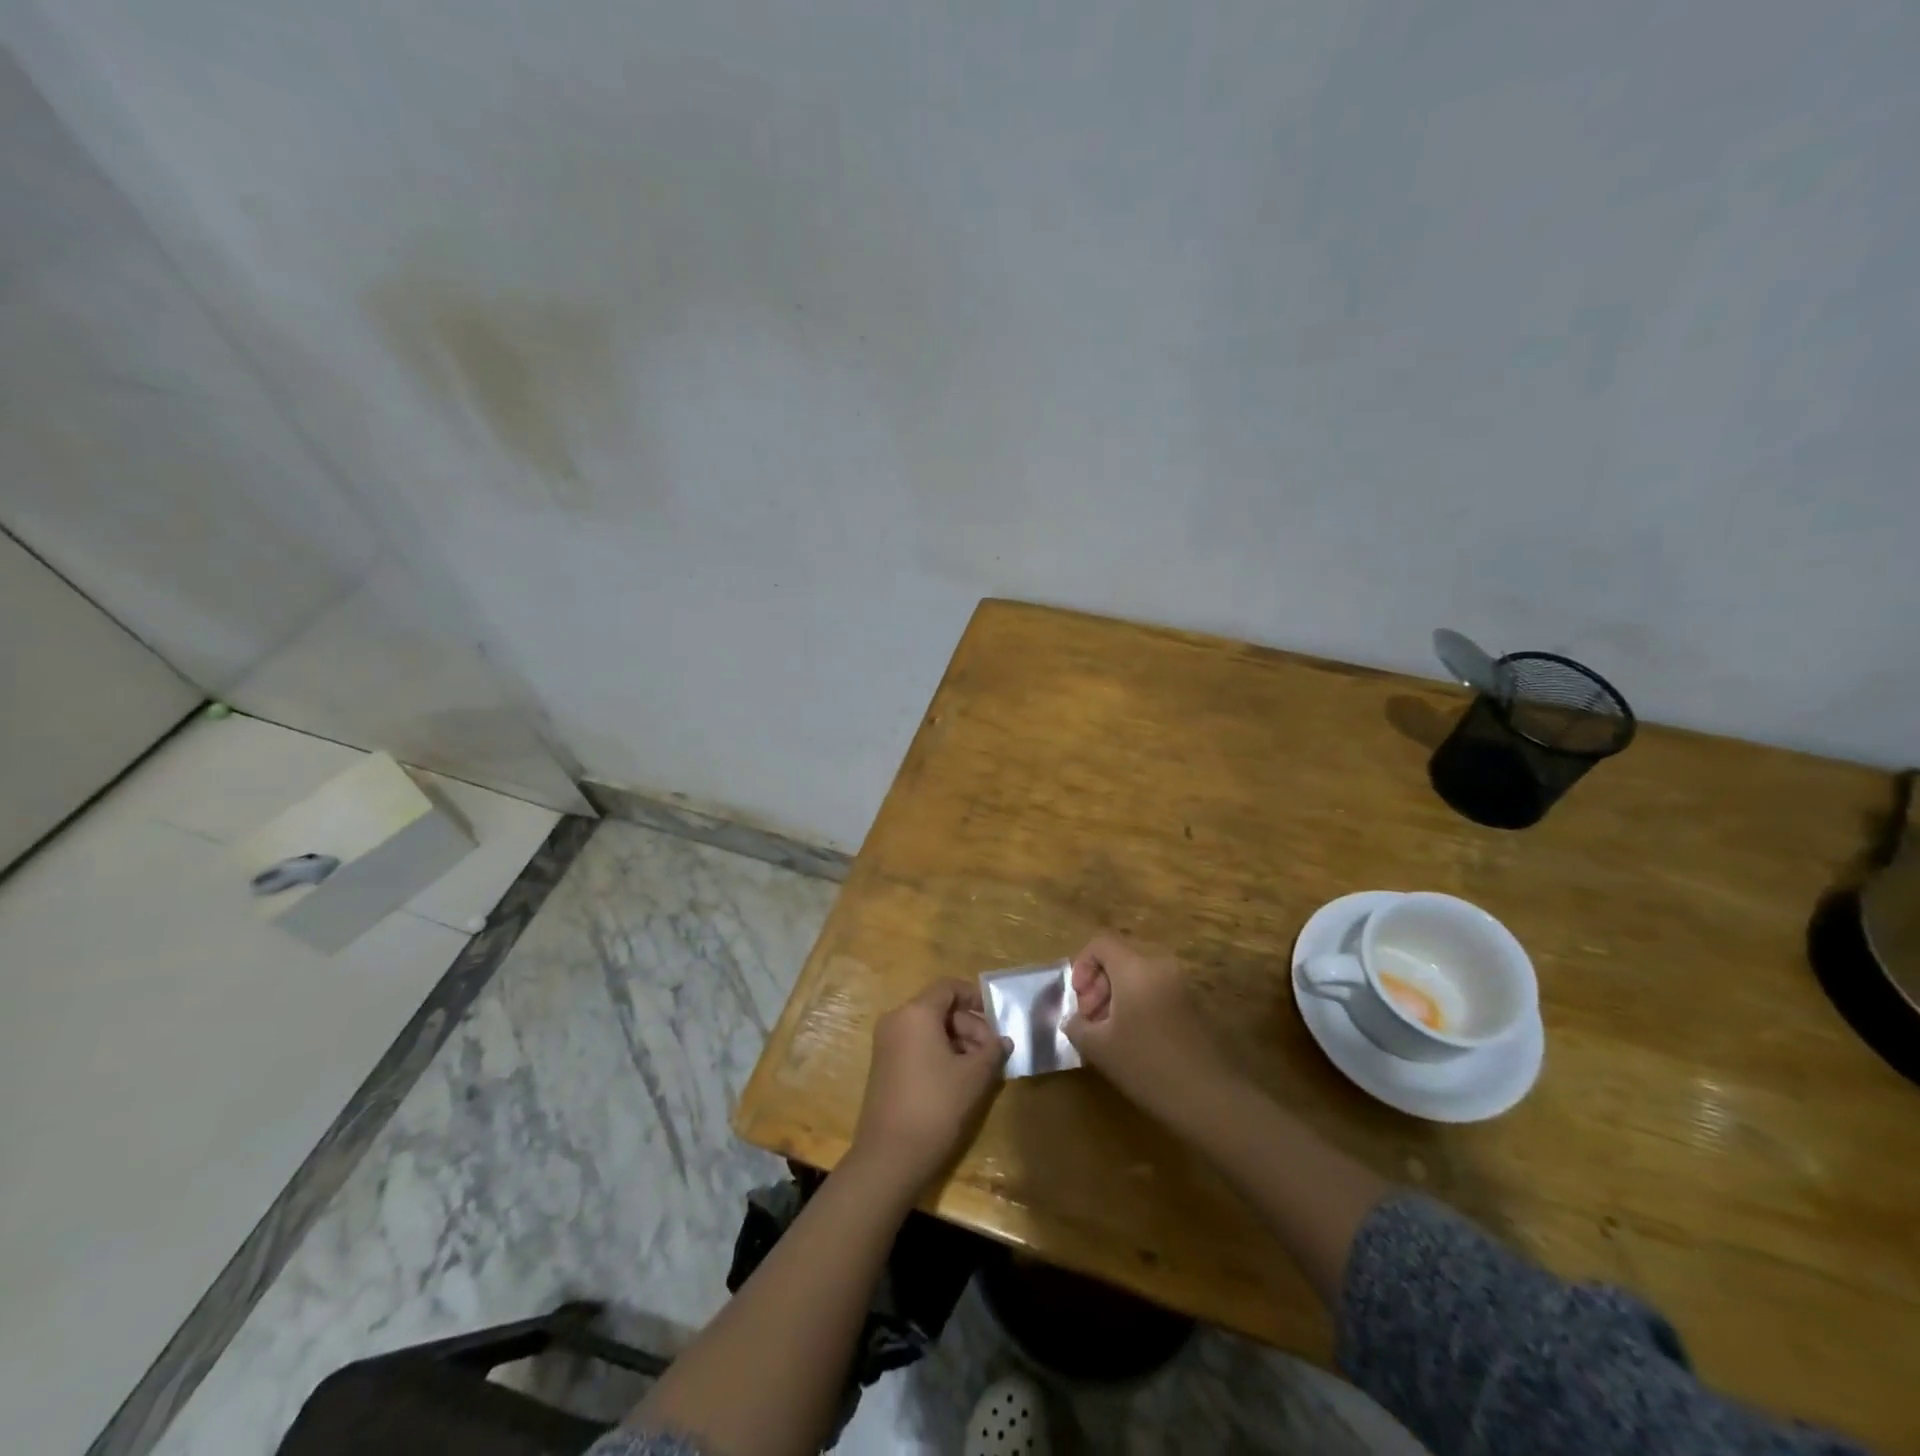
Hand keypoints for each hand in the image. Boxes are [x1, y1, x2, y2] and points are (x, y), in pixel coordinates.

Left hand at [849, 979, 1010, 1198]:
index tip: (996, 1017)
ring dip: (956, 1041)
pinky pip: (916, 1045)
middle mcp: (896, 1020)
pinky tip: (957, 1079)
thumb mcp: (974, 1076)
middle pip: (939, 1008)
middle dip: (969, 1026)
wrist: (890, 1156)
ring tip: (979, 1070)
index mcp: (916, 1013)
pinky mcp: (883, 1066)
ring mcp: (886, 1043)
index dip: (974, 997)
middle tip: (992, 1053)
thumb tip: (1003, 1040)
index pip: (948, 988)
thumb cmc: (936, 1105)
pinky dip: (938, 1053)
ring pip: (928, 1028)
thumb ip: (992, 1051)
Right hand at [1064, 931, 1233, 1122]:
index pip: (1101, 943)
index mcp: (1135, 968)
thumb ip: (1077, 1026)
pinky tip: (1133, 1041)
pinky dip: (1137, 1006)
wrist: (1209, 1098)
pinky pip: (1155, 991)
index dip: (1081, 965)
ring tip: (1108, 1034)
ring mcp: (1181, 985)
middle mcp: (1160, 967)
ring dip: (1116, 998)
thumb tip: (1072, 1019)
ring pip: (1137, 977)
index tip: (1078, 999)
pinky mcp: (1193, 1005)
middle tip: (1089, 1021)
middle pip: (1119, 959)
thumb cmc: (1147, 1066)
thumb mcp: (1099, 1048)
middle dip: (1097, 986)